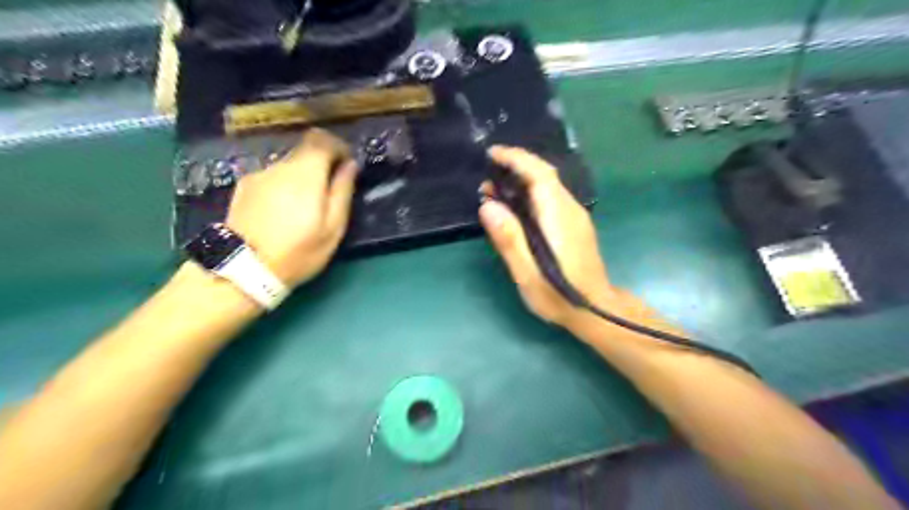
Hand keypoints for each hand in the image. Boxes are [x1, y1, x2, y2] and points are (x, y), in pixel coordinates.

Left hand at [225, 128, 356, 286]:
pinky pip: (272, 178)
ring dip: (301, 179)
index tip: (346, 164)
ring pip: (288, 167)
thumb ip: (342, 191)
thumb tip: (351, 165)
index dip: (337, 146)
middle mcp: (280, 166)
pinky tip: (281, 213)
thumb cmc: (298, 251)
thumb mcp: (333, 228)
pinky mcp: (244, 187)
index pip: (321, 139)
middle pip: (304, 152)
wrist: (243, 269)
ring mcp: (258, 175)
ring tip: (302, 210)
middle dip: (320, 167)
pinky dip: (282, 187)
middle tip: (327, 195)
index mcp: (305, 174)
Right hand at [479, 145, 632, 328]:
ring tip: (494, 192)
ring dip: (521, 181)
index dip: (516, 158)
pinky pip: (551, 198)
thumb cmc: (559, 296)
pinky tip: (516, 208)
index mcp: (558, 216)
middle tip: (486, 178)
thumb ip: (509, 238)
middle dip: (516, 167)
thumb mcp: (527, 273)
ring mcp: (575, 216)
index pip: (539, 173)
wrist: (597, 311)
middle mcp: (569, 209)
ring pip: (548, 186)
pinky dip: (530, 193)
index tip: (492, 154)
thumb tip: (488, 205)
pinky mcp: (574, 225)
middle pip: (544, 175)